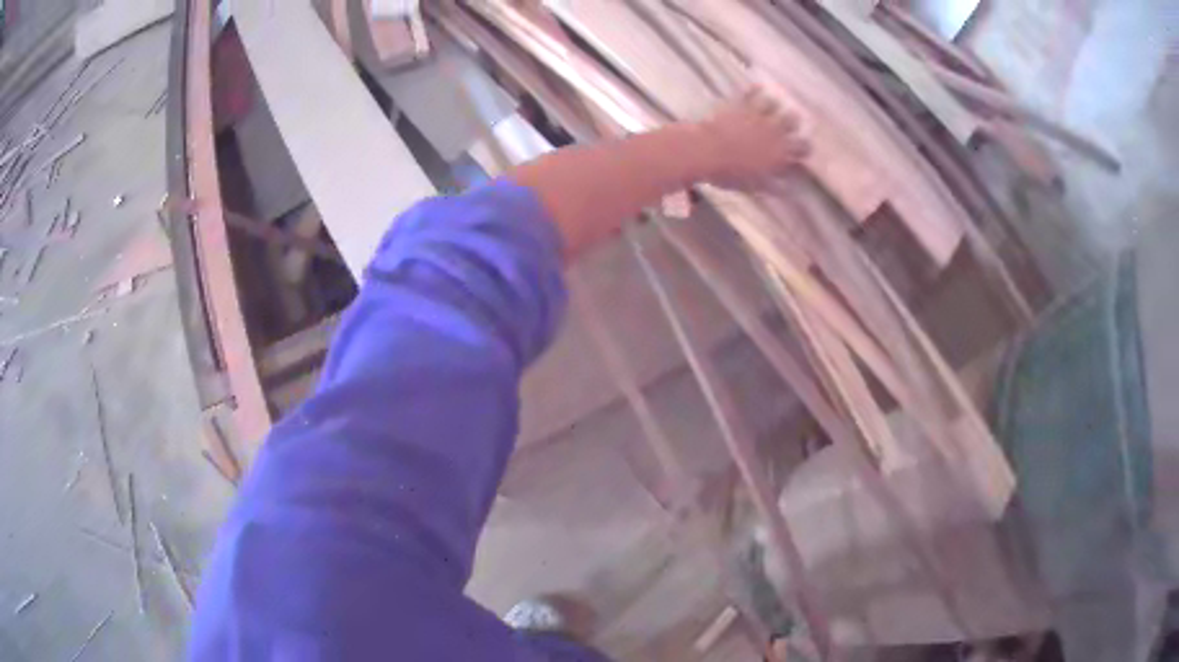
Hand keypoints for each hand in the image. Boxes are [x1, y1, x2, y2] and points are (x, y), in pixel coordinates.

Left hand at [694, 86, 809, 188]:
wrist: (706, 151)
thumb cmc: (730, 173)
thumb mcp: (755, 186)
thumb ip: (774, 186)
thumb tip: (789, 190)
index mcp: (780, 152)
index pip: (803, 147)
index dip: (804, 148)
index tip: (802, 150)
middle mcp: (774, 131)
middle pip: (793, 120)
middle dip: (792, 121)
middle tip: (788, 123)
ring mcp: (758, 115)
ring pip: (775, 103)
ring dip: (774, 105)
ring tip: (771, 105)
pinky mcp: (741, 104)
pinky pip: (752, 92)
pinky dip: (755, 89)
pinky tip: (757, 87)